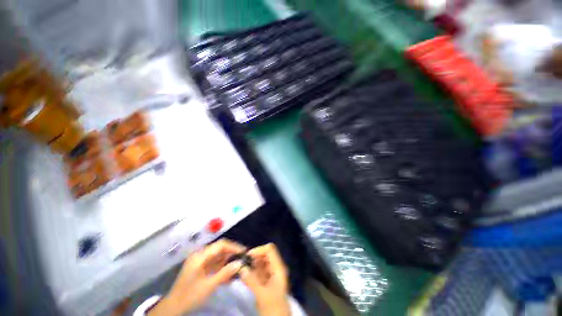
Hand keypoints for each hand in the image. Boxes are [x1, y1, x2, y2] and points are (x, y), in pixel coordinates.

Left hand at [149, 239, 245, 315]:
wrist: (173, 307)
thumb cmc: (190, 295)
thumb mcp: (209, 286)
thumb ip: (225, 273)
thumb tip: (240, 263)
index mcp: (201, 256)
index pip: (221, 245)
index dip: (233, 246)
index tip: (243, 252)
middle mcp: (200, 255)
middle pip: (220, 248)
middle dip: (232, 252)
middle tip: (242, 258)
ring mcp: (200, 261)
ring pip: (218, 255)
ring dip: (228, 259)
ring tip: (238, 265)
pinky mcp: (200, 267)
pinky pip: (214, 262)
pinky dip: (222, 265)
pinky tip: (229, 272)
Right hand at [239, 243, 289, 315]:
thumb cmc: (273, 309)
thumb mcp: (262, 295)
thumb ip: (252, 281)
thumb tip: (241, 268)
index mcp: (278, 268)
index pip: (270, 250)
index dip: (259, 250)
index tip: (247, 257)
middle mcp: (276, 269)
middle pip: (265, 254)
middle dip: (254, 257)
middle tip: (243, 264)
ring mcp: (271, 276)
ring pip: (261, 263)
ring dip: (252, 264)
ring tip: (242, 270)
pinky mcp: (266, 283)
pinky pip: (259, 272)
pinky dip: (252, 272)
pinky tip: (245, 276)